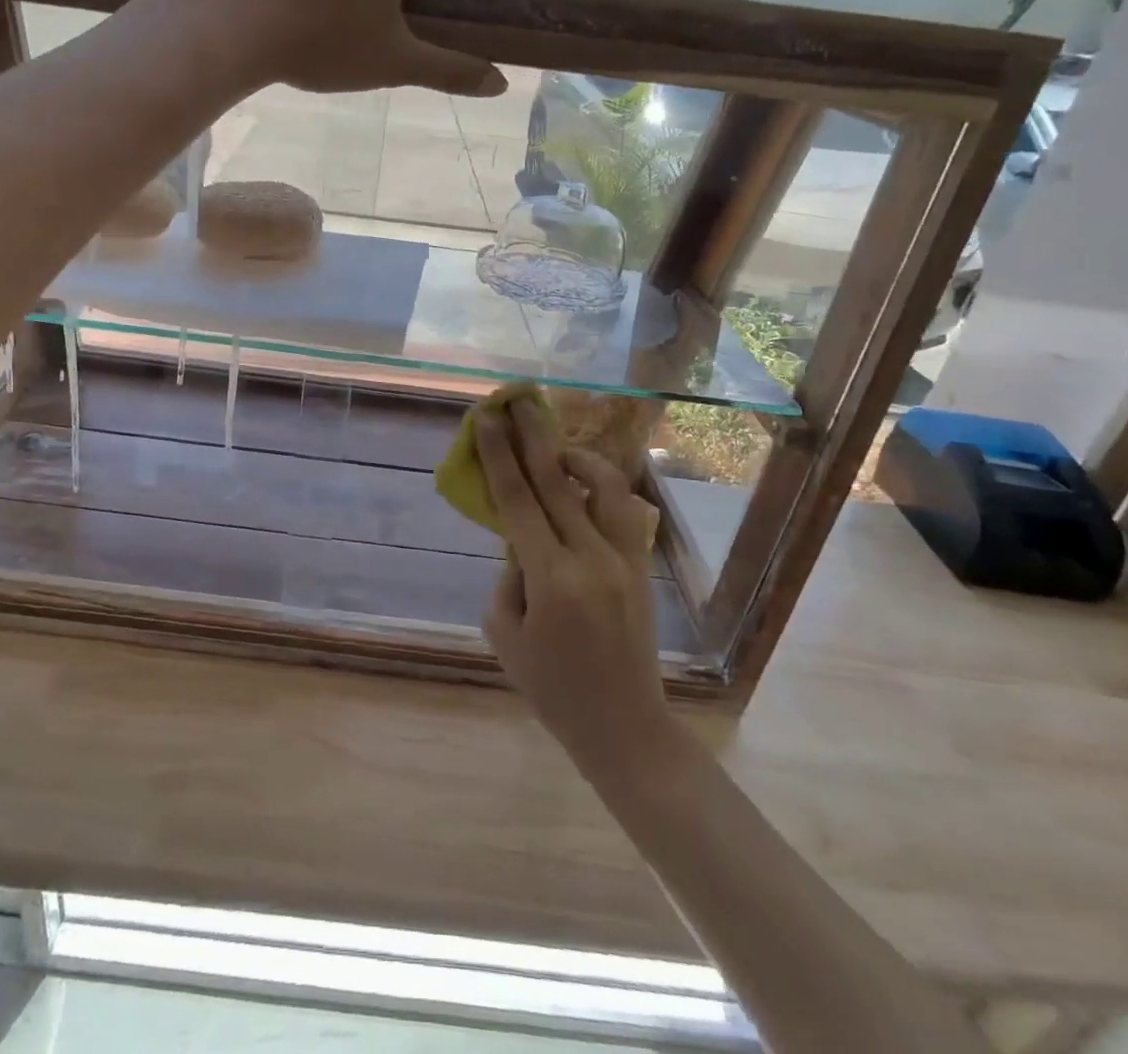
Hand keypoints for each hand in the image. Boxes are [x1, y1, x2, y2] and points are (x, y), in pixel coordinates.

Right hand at [475, 397, 670, 775]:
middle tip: (516, 400)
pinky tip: (583, 485)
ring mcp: (623, 559)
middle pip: (557, 480)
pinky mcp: (640, 566)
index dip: (498, 454)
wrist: (624, 725)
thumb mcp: (506, 634)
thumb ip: (507, 577)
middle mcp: (591, 557)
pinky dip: (601, 487)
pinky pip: (623, 510)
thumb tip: (518, 542)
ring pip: (603, 486)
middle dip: (533, 435)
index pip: (518, 499)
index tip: (486, 418)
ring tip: (553, 447)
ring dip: (575, 456)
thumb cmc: (552, 688)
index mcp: (552, 578)